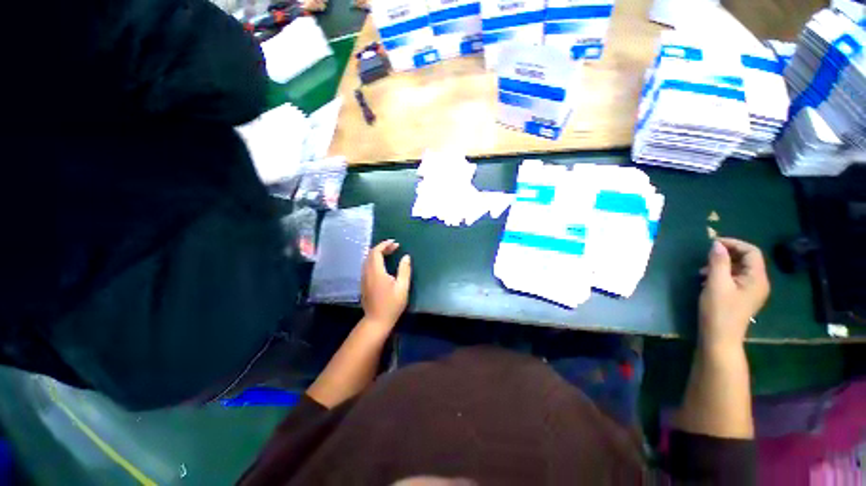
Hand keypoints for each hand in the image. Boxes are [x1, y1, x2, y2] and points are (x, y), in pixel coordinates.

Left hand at [361, 239, 411, 330]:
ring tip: (390, 253)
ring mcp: (364, 278)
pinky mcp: (363, 283)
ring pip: (367, 260)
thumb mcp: (402, 287)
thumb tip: (406, 256)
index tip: (395, 243)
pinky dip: (374, 260)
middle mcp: (367, 273)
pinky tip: (383, 264)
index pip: (376, 252)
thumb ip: (404, 270)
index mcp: (376, 272)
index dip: (384, 245)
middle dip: (382, 247)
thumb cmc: (392, 305)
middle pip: (370, 254)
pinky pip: (367, 266)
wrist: (376, 321)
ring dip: (377, 253)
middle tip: (394, 247)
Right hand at [699, 238, 769, 350]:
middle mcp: (758, 283)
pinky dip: (722, 274)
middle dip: (727, 254)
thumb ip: (718, 262)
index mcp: (757, 278)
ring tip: (703, 270)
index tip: (713, 243)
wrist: (719, 338)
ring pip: (739, 269)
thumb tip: (716, 244)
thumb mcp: (716, 284)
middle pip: (747, 259)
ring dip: (722, 265)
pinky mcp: (742, 297)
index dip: (734, 244)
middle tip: (706, 256)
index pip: (751, 252)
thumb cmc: (719, 310)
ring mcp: (751, 291)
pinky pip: (735, 279)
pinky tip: (707, 280)